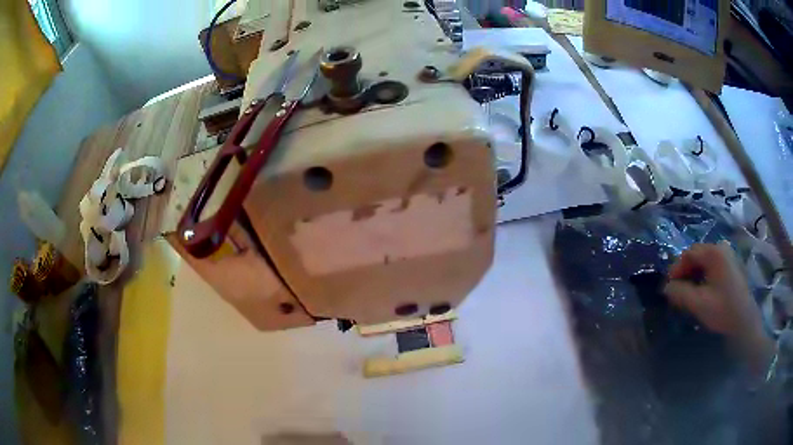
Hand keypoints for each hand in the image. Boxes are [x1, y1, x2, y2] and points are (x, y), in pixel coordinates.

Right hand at [664, 243, 773, 374]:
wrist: (745, 322)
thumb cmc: (723, 310)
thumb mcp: (699, 304)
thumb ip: (680, 293)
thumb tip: (666, 288)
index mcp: (714, 252)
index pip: (689, 253)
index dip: (676, 269)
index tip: (669, 287)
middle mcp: (722, 248)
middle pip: (697, 255)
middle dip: (685, 272)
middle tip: (677, 291)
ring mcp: (729, 256)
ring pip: (705, 261)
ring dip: (694, 275)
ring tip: (688, 293)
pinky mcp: (732, 266)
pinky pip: (713, 266)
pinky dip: (704, 276)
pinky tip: (702, 291)